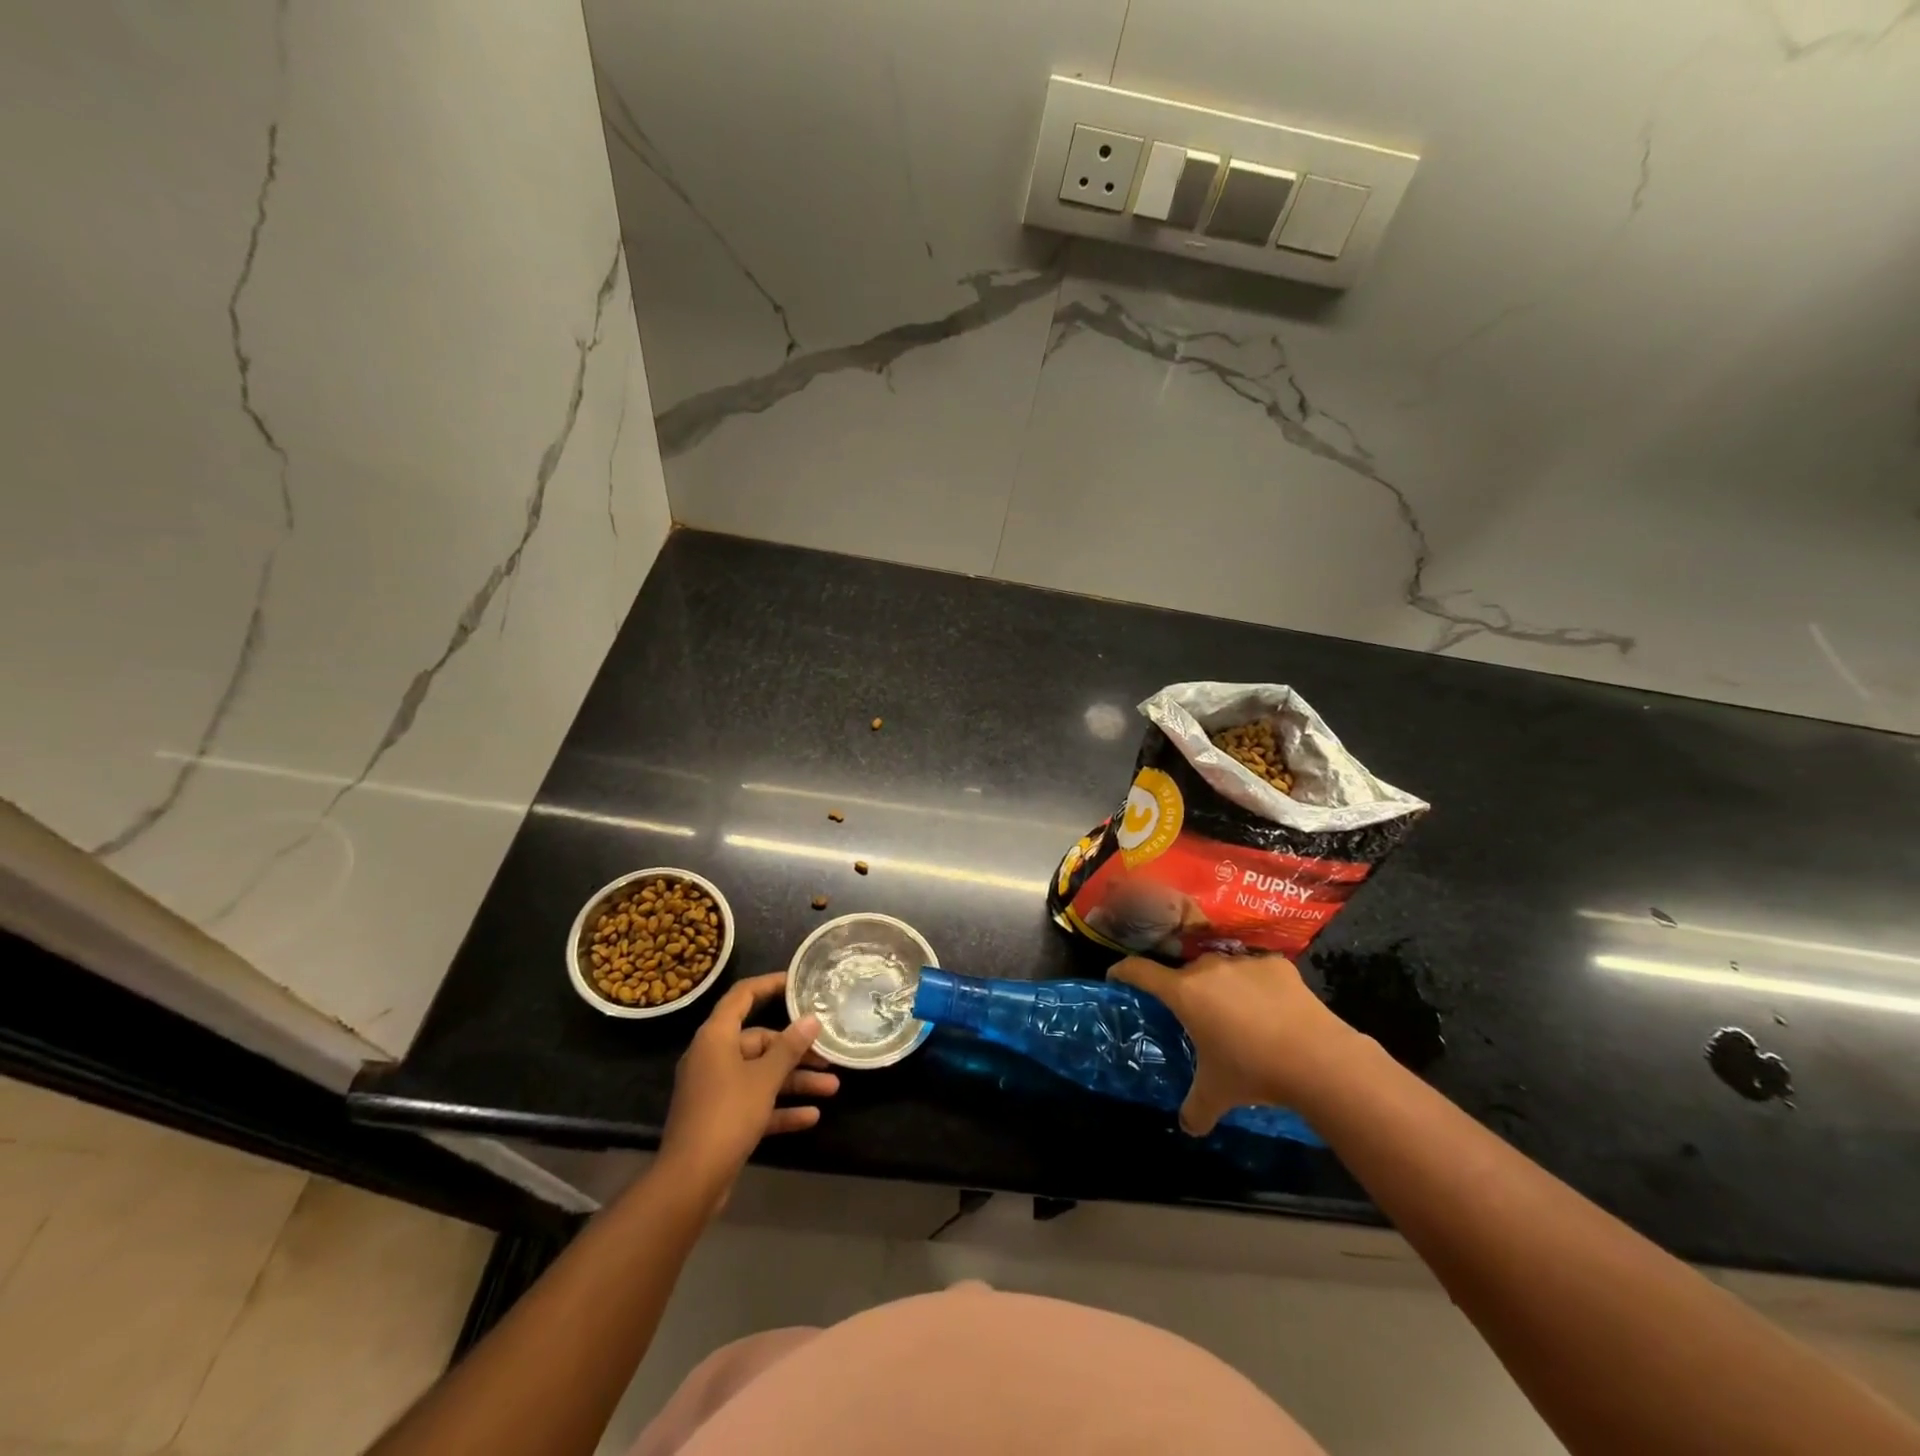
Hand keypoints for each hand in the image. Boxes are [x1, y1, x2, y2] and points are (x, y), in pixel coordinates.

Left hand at [657, 972, 838, 1208]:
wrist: (689, 1182)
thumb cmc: (727, 1115)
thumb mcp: (764, 1078)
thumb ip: (790, 1047)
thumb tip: (811, 1019)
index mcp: (716, 1037)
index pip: (742, 996)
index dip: (770, 985)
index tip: (799, 983)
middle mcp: (712, 1057)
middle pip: (759, 1042)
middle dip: (796, 1051)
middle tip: (828, 1055)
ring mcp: (715, 1090)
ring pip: (761, 1075)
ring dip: (795, 1081)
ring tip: (833, 1087)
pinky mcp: (720, 1119)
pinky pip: (755, 1104)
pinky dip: (780, 1108)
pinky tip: (812, 1116)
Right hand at [1109, 952, 1357, 1135]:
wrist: (1317, 1059)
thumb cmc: (1253, 1071)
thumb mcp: (1217, 1094)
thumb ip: (1195, 1109)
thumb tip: (1187, 1127)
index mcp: (1183, 992)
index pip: (1139, 970)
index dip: (1123, 971)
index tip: (1116, 976)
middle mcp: (1207, 968)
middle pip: (1184, 973)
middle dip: (1185, 991)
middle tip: (1194, 1017)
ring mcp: (1244, 962)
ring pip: (1221, 970)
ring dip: (1222, 988)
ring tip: (1238, 1016)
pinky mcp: (1277, 964)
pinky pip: (1257, 972)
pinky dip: (1258, 986)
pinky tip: (1271, 1011)